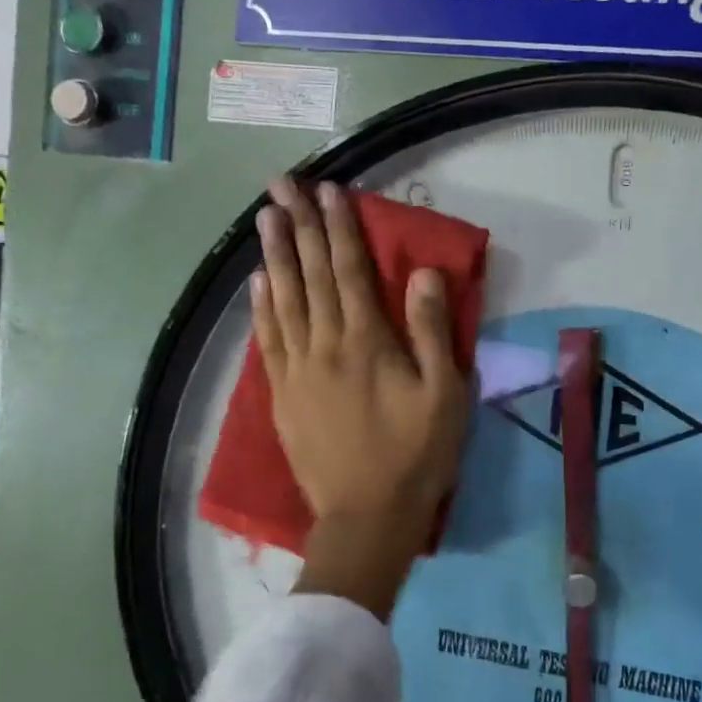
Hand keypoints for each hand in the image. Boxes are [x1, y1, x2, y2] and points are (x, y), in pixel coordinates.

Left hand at [253, 180, 470, 617]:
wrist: (366, 517)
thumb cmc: (416, 455)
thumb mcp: (444, 394)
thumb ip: (431, 331)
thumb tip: (423, 273)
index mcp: (367, 341)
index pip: (350, 270)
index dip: (340, 227)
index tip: (329, 190)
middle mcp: (326, 344)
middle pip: (310, 275)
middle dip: (298, 226)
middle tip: (282, 184)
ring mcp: (297, 369)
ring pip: (283, 300)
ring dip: (274, 255)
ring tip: (264, 217)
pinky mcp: (282, 393)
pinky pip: (268, 339)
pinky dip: (262, 306)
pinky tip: (257, 282)